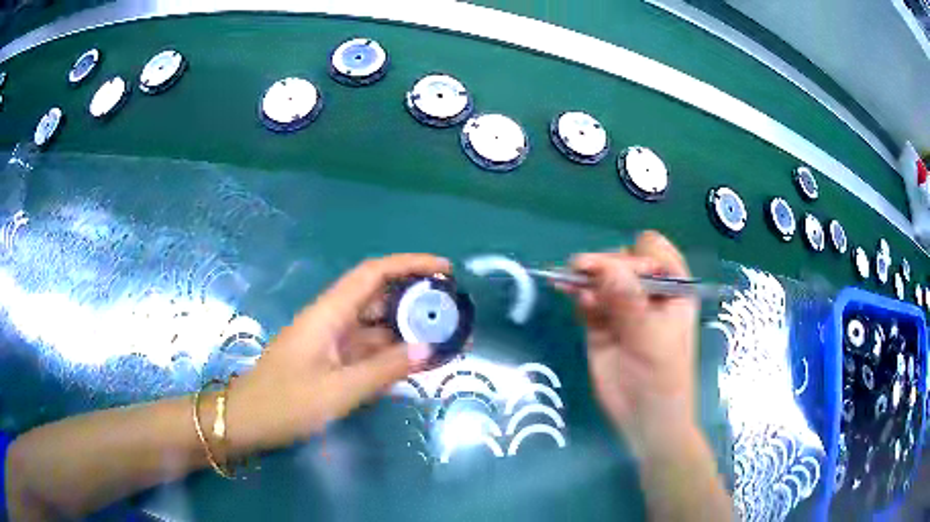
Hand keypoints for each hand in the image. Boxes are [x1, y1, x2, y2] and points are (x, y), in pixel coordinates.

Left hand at [226, 254, 449, 453]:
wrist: (248, 420)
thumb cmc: (286, 403)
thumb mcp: (338, 390)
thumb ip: (384, 369)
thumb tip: (428, 349)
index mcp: (329, 313)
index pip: (373, 273)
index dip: (410, 264)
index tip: (445, 270)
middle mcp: (332, 319)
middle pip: (379, 297)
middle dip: (416, 300)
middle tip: (453, 313)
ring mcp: (331, 341)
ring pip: (376, 326)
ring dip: (408, 330)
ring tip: (445, 339)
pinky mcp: (331, 360)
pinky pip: (368, 349)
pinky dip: (393, 353)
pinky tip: (416, 363)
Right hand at [562, 231, 698, 452]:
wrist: (644, 419)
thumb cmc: (663, 378)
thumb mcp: (652, 339)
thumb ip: (629, 303)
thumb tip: (605, 266)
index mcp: (673, 289)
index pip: (653, 253)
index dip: (635, 259)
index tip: (618, 275)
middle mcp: (648, 292)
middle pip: (623, 261)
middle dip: (605, 265)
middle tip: (582, 272)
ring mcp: (623, 307)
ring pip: (602, 278)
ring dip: (586, 276)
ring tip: (568, 279)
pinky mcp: (601, 322)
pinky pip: (588, 299)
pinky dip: (579, 294)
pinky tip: (569, 293)